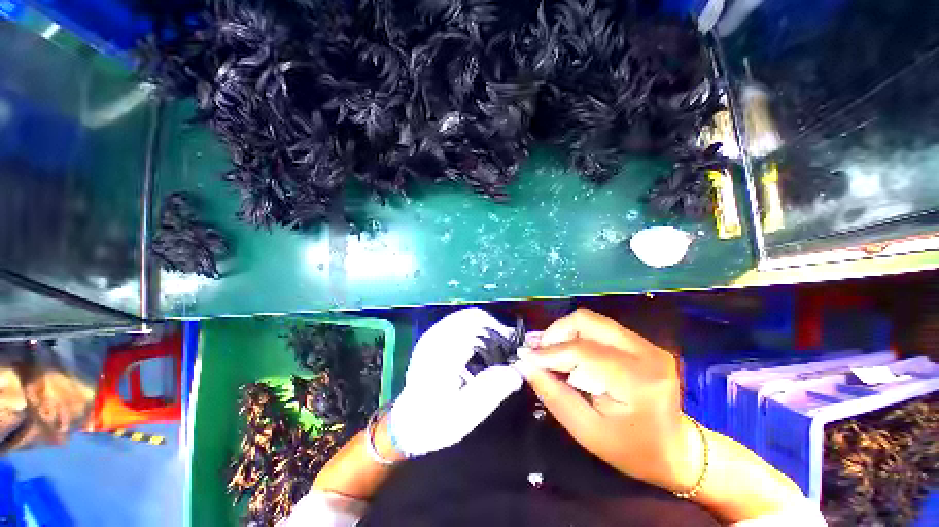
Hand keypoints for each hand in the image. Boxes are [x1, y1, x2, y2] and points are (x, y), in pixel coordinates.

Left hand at [389, 308, 522, 456]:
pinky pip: (457, 324)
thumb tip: (516, 372)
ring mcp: (432, 336)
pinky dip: (473, 330)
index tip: (510, 346)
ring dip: (483, 328)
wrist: (406, 425)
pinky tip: (478, 349)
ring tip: (494, 350)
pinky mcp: (431, 339)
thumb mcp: (463, 415)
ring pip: (465, 318)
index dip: (497, 329)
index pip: (475, 322)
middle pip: (471, 316)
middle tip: (504, 350)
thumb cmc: (434, 422)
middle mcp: (436, 337)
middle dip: (492, 328)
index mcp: (443, 351)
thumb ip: (490, 391)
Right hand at [517, 308, 700, 492]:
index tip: (525, 357)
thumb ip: (554, 395)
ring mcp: (646, 343)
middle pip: (586, 321)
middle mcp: (645, 352)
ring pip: (591, 320)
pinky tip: (568, 351)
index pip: (582, 351)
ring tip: (549, 351)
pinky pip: (599, 328)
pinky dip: (577, 335)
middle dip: (555, 333)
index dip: (549, 352)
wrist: (677, 450)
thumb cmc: (633, 450)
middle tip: (539, 353)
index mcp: (638, 380)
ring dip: (564, 332)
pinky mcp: (641, 342)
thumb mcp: (587, 432)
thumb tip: (527, 365)